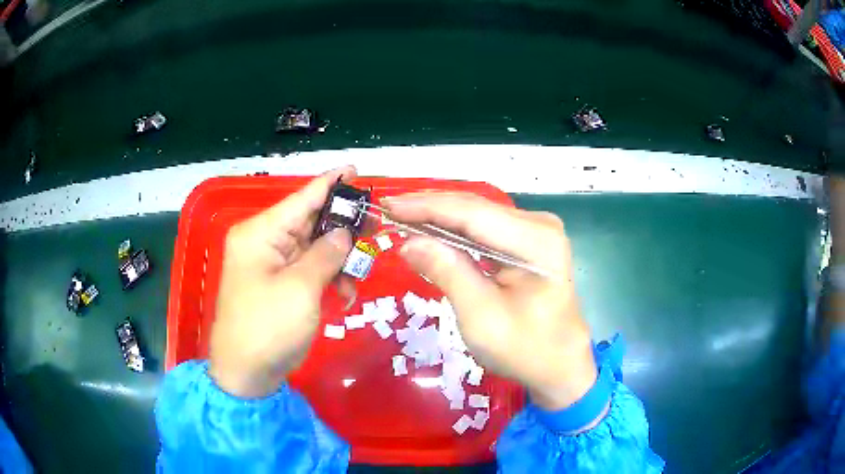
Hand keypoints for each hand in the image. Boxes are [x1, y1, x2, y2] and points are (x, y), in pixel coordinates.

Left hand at [208, 167, 356, 397]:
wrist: (246, 373)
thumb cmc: (268, 327)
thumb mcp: (301, 288)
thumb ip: (326, 254)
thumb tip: (344, 233)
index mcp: (261, 233)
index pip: (301, 198)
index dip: (330, 183)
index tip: (355, 170)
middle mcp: (264, 242)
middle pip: (309, 222)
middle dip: (342, 226)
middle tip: (375, 225)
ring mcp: (271, 264)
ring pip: (313, 247)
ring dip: (338, 259)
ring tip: (358, 276)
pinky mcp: (279, 284)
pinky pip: (309, 270)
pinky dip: (328, 278)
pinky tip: (343, 294)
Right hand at [383, 193, 596, 411]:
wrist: (559, 364)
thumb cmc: (524, 348)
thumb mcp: (480, 316)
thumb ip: (447, 272)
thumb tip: (409, 242)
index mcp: (536, 240)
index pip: (472, 212)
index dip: (426, 207)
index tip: (388, 206)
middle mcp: (539, 224)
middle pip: (474, 208)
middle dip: (429, 209)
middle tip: (388, 212)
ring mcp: (535, 231)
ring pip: (477, 215)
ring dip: (439, 218)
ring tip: (402, 219)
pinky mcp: (528, 241)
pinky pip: (484, 228)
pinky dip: (455, 231)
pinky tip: (430, 232)